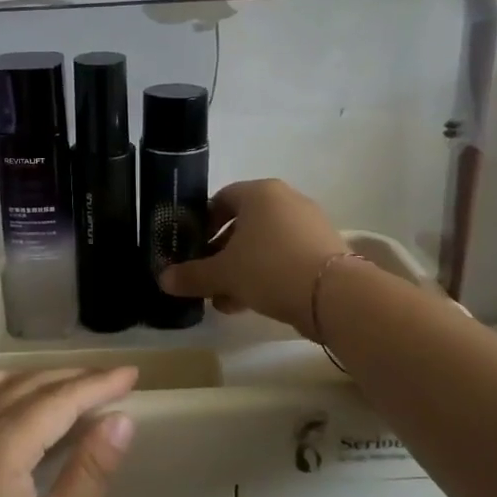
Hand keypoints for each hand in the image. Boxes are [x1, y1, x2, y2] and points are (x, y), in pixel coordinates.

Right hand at [158, 178, 346, 337]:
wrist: (334, 295)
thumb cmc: (269, 268)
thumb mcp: (223, 274)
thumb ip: (192, 275)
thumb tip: (163, 279)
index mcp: (260, 192)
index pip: (221, 199)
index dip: (202, 224)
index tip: (192, 250)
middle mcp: (286, 200)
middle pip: (243, 224)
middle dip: (221, 253)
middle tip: (206, 278)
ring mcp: (309, 224)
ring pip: (264, 244)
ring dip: (241, 269)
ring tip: (224, 299)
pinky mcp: (325, 250)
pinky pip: (285, 257)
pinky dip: (266, 275)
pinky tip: (250, 303)